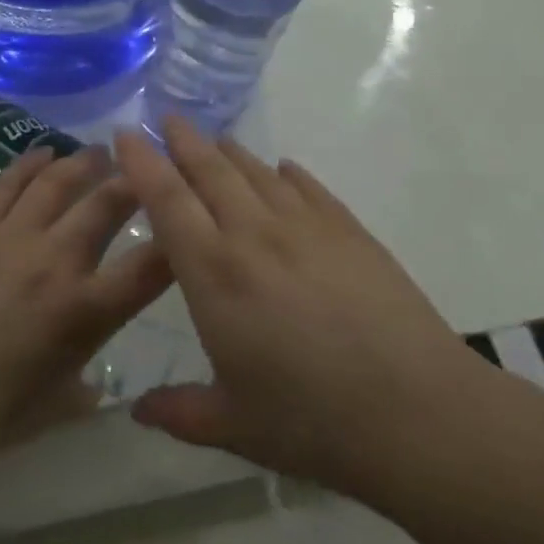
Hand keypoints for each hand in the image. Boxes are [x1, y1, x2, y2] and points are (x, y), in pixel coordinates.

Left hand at [0, 145, 173, 445]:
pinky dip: (27, 164)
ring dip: (83, 162)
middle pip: (106, 205)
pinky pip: (6, 185)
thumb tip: (93, 383)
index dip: (176, 239)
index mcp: (88, 311)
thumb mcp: (59, 402)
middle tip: (142, 169)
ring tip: (100, 151)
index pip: (149, 268)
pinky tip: (43, 152)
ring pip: (57, 183)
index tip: (186, 220)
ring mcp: (14, 238)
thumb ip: (85, 385)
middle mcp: (58, 262)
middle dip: (132, 182)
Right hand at [113, 116, 487, 506]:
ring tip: (215, 140)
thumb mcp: (233, 425)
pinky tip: (282, 170)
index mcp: (214, 273)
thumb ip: (179, 413)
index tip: (125, 134)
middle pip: (210, 170)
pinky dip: (286, 173)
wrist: (418, 414)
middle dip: (183, 140)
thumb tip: (135, 411)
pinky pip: (308, 187)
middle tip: (166, 118)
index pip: (167, 200)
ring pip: (256, 172)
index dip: (142, 162)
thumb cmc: (312, 421)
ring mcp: (306, 227)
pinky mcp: (350, 231)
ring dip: (229, 151)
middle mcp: (254, 235)